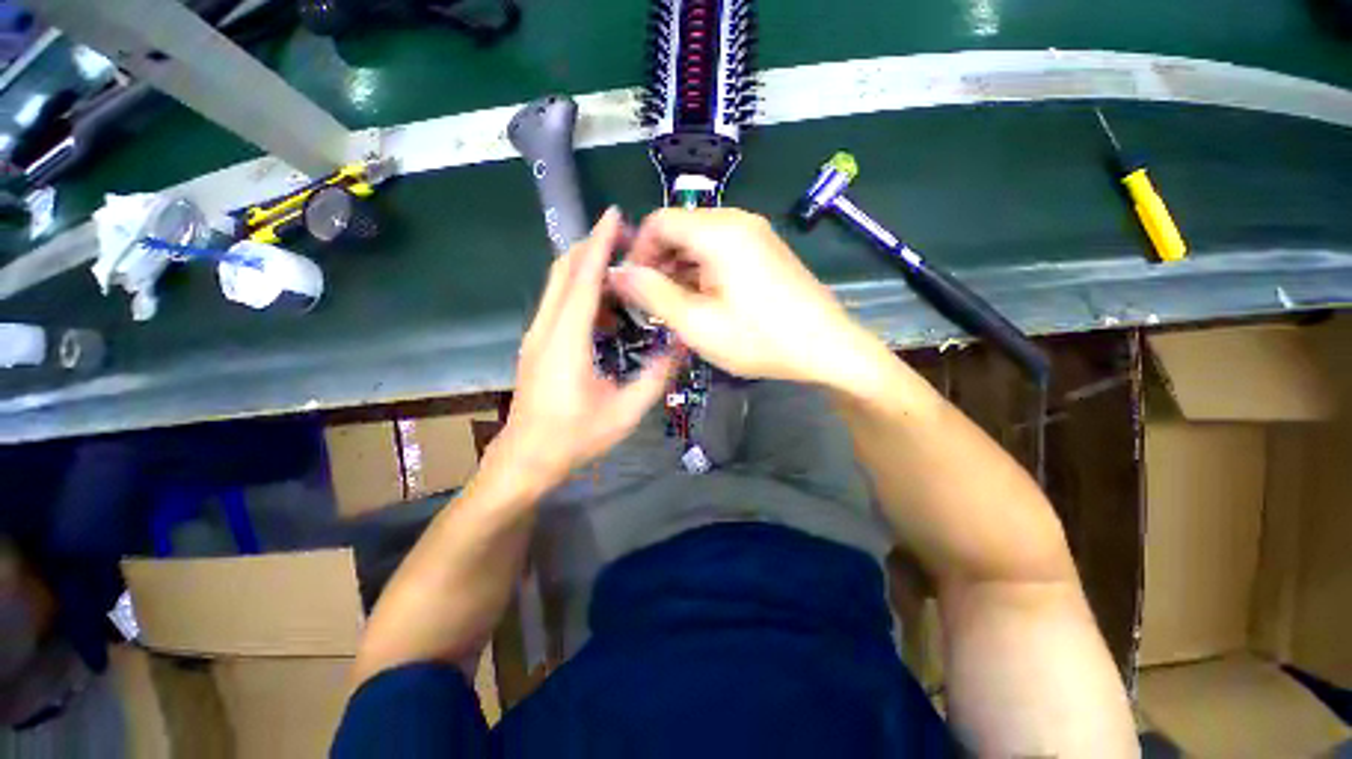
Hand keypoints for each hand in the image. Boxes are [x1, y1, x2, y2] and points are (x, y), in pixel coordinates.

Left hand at [485, 208, 681, 497]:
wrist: (526, 458)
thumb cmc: (575, 438)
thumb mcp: (625, 412)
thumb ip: (655, 377)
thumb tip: (680, 347)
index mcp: (567, 341)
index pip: (584, 278)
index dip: (599, 244)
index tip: (614, 215)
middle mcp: (546, 329)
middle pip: (564, 270)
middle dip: (592, 248)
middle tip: (628, 243)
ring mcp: (536, 335)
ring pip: (558, 285)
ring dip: (587, 270)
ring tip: (624, 278)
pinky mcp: (536, 344)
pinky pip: (558, 304)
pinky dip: (581, 293)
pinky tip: (606, 314)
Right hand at [609, 208, 886, 387]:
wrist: (827, 348)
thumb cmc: (760, 339)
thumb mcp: (698, 323)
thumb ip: (654, 294)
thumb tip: (618, 272)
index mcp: (719, 231)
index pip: (658, 221)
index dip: (638, 252)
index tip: (634, 288)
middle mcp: (737, 221)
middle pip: (680, 229)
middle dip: (660, 264)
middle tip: (655, 304)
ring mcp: (755, 234)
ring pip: (700, 242)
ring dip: (681, 271)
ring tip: (679, 308)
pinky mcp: (765, 250)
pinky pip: (721, 251)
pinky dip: (703, 272)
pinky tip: (706, 302)